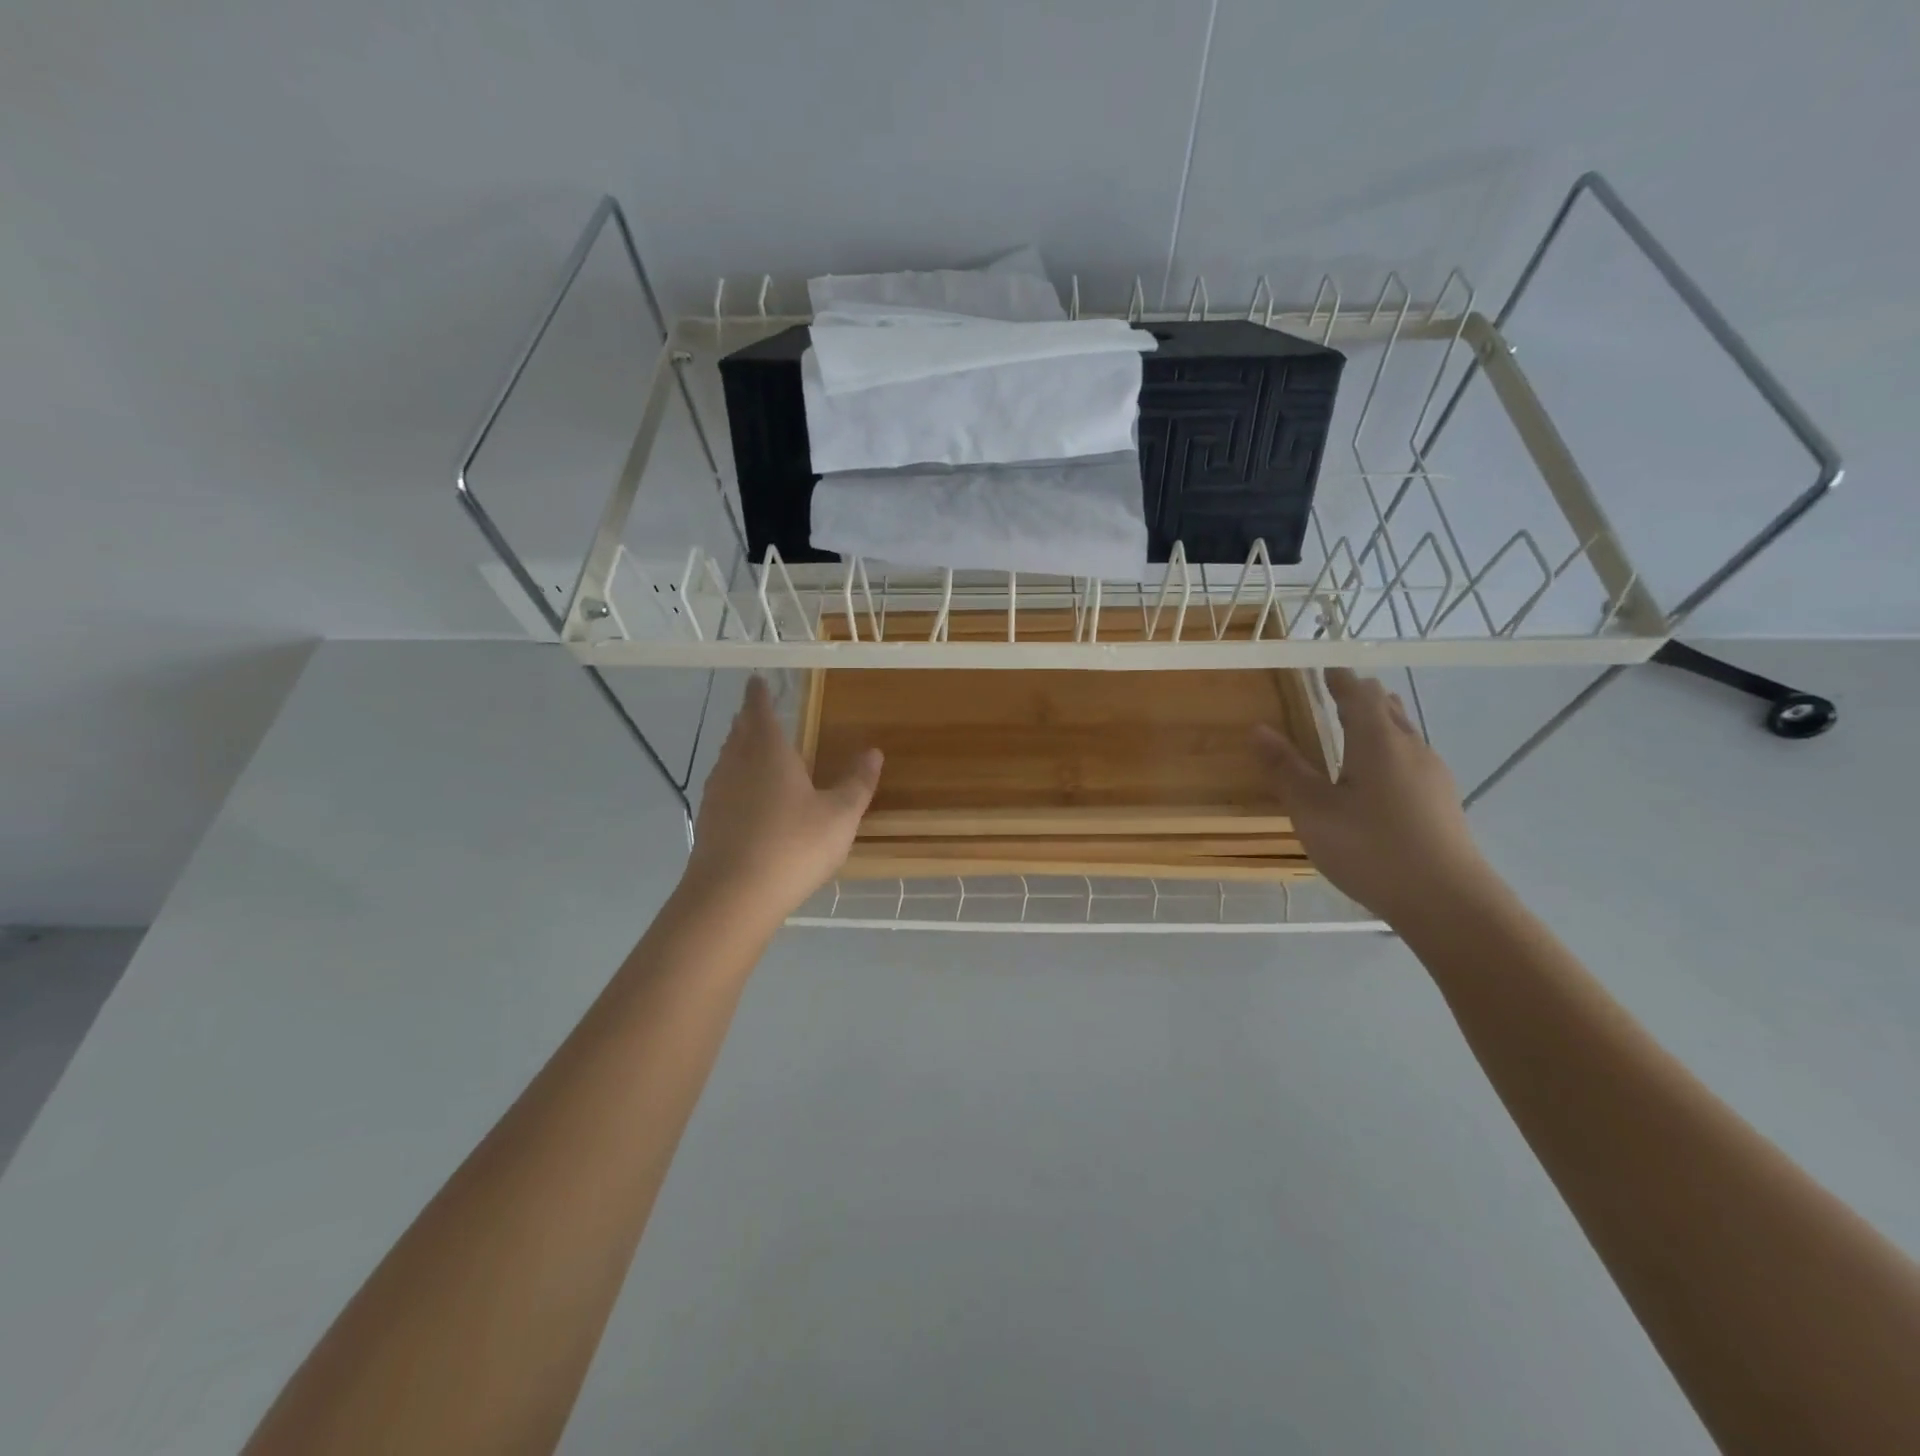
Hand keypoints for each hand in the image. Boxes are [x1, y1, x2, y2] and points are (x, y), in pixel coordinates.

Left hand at [681, 676, 883, 928]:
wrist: (731, 897)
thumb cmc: (792, 846)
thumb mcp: (839, 816)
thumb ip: (857, 783)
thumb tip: (873, 752)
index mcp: (768, 752)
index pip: (759, 711)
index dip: (758, 695)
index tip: (756, 680)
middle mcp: (736, 764)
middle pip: (739, 733)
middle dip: (747, 719)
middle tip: (755, 711)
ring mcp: (717, 793)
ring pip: (727, 759)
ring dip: (737, 748)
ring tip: (750, 747)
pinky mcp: (708, 822)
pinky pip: (722, 786)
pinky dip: (733, 779)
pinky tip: (744, 797)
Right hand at [1254, 668, 1491, 921]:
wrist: (1447, 901)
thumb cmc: (1370, 848)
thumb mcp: (1313, 810)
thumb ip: (1285, 769)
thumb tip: (1258, 729)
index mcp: (1378, 741)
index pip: (1360, 694)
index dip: (1341, 679)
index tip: (1325, 669)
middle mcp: (1411, 748)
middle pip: (1388, 709)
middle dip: (1361, 698)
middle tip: (1336, 695)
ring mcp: (1433, 775)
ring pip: (1404, 734)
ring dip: (1379, 723)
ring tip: (1355, 729)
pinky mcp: (1442, 801)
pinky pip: (1412, 758)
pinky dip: (1390, 750)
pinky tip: (1378, 777)